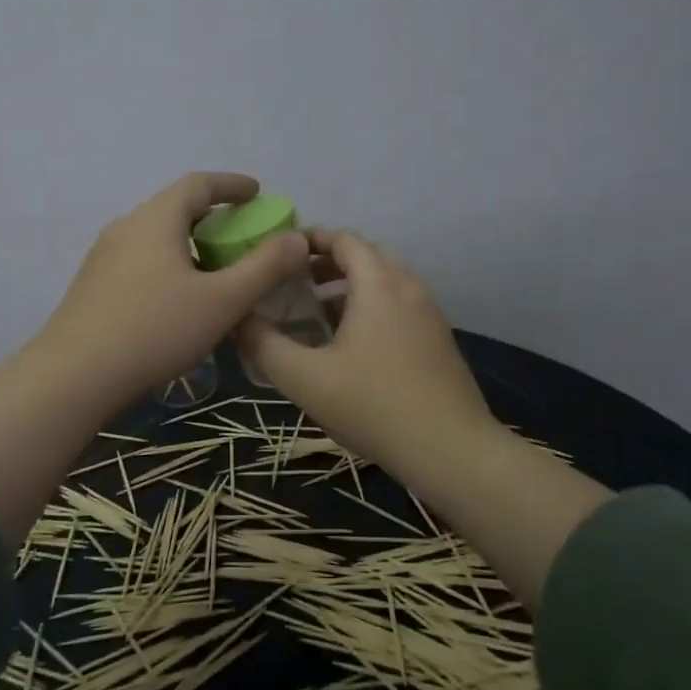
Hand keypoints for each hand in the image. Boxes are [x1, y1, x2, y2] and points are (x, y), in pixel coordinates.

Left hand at [33, 172, 308, 407]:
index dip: (231, 185)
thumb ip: (264, 268)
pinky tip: (178, 299)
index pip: (198, 184)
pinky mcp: (92, 286)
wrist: (75, 375)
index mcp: (156, 219)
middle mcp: (126, 227)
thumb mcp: (222, 301)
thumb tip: (297, 238)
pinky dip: (168, 264)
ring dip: (188, 244)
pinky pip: (140, 261)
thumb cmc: (156, 329)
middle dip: (212, 216)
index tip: (256, 192)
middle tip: (241, 236)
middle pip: (174, 208)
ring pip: (155, 237)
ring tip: (213, 270)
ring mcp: (103, 257)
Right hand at [237, 229, 504, 485]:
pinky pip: (399, 306)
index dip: (310, 240)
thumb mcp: (304, 379)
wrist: (451, 450)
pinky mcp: (439, 340)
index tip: (279, 255)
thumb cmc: (373, 406)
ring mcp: (429, 313)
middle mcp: (408, 287)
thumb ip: (264, 344)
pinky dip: (371, 308)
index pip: (344, 239)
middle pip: (365, 257)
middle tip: (293, 285)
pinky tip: (351, 346)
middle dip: (327, 264)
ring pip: (384, 283)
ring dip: (349, 289)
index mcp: (379, 284)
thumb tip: (239, 319)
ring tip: (316, 316)